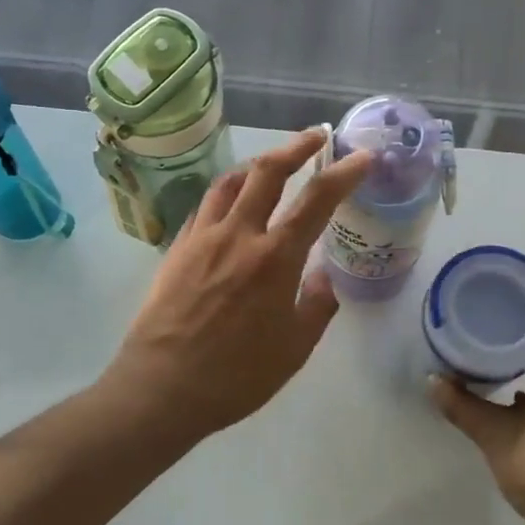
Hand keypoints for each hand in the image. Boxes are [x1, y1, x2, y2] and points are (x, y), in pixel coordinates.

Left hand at [102, 128, 373, 447]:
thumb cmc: (237, 376)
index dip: (345, 173)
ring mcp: (202, 238)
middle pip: (267, 171)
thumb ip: (317, 304)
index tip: (363, 156)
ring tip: (272, 163)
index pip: (317, 200)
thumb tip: (323, 276)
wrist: (161, 388)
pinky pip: (205, 207)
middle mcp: (238, 235)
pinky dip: (226, 193)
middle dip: (296, 146)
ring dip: (257, 164)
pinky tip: (232, 204)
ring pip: (230, 182)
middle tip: (315, 136)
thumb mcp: (295, 348)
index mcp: (275, 258)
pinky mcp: (176, 249)